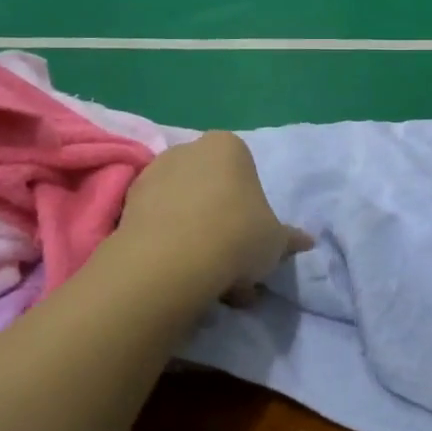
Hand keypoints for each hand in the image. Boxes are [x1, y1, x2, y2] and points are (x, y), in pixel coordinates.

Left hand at [115, 131, 312, 300]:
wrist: (174, 259)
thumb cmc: (238, 235)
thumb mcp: (275, 241)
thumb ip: (289, 238)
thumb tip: (306, 241)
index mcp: (228, 146)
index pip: (245, 171)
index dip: (252, 209)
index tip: (254, 240)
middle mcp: (187, 150)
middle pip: (211, 190)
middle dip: (223, 227)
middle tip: (234, 267)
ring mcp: (152, 175)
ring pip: (184, 211)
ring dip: (198, 242)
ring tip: (210, 284)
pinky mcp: (125, 205)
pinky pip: (158, 226)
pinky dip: (171, 248)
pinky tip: (184, 280)